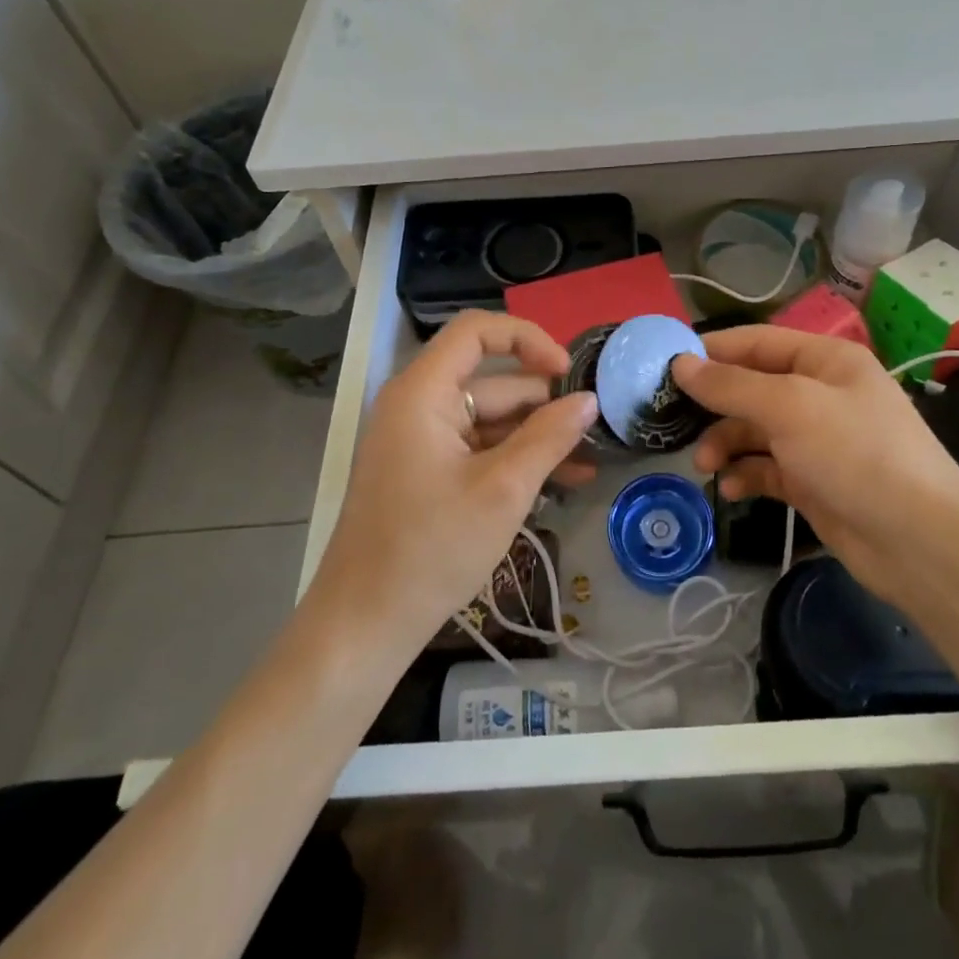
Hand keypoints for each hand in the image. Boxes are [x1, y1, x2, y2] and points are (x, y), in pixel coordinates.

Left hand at [307, 311, 599, 658]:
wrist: (364, 625)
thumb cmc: (431, 549)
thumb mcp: (503, 489)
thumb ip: (549, 437)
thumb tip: (589, 400)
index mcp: (422, 392)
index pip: (476, 332)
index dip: (527, 339)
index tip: (567, 372)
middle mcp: (417, 405)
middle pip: (490, 382)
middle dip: (543, 403)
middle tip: (594, 429)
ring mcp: (420, 441)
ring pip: (489, 420)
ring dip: (537, 438)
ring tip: (588, 463)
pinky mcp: (425, 473)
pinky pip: (477, 450)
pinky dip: (514, 461)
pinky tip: (562, 483)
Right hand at [672, 327, 958, 612]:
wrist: (920, 543)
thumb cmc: (855, 454)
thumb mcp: (789, 408)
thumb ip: (731, 385)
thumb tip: (680, 364)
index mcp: (826, 360)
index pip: (757, 342)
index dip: (712, 351)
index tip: (666, 366)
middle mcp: (821, 393)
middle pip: (753, 387)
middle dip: (715, 404)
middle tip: (674, 421)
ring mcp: (819, 440)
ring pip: (756, 429)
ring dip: (726, 443)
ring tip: (705, 465)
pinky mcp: (814, 481)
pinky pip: (768, 468)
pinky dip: (747, 474)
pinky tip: (731, 489)